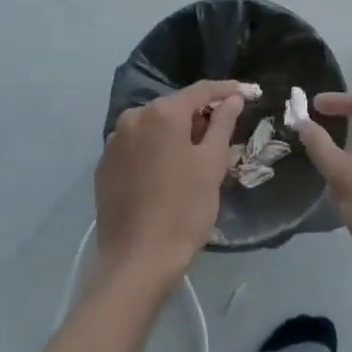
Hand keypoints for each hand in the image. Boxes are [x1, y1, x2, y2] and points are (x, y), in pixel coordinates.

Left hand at [96, 79, 243, 289]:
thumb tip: (233, 98)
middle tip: (223, 134)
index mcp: (162, 113)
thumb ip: (223, 124)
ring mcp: (114, 141)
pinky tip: (166, 172)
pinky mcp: (104, 165)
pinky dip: (154, 149)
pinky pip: (137, 145)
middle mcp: (134, 117)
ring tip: (195, 156)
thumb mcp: (212, 165)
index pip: (200, 91)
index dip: (226, 90)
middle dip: (200, 115)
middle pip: (175, 107)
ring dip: (176, 133)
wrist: (136, 261)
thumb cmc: (183, 210)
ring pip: (154, 126)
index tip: (246, 92)